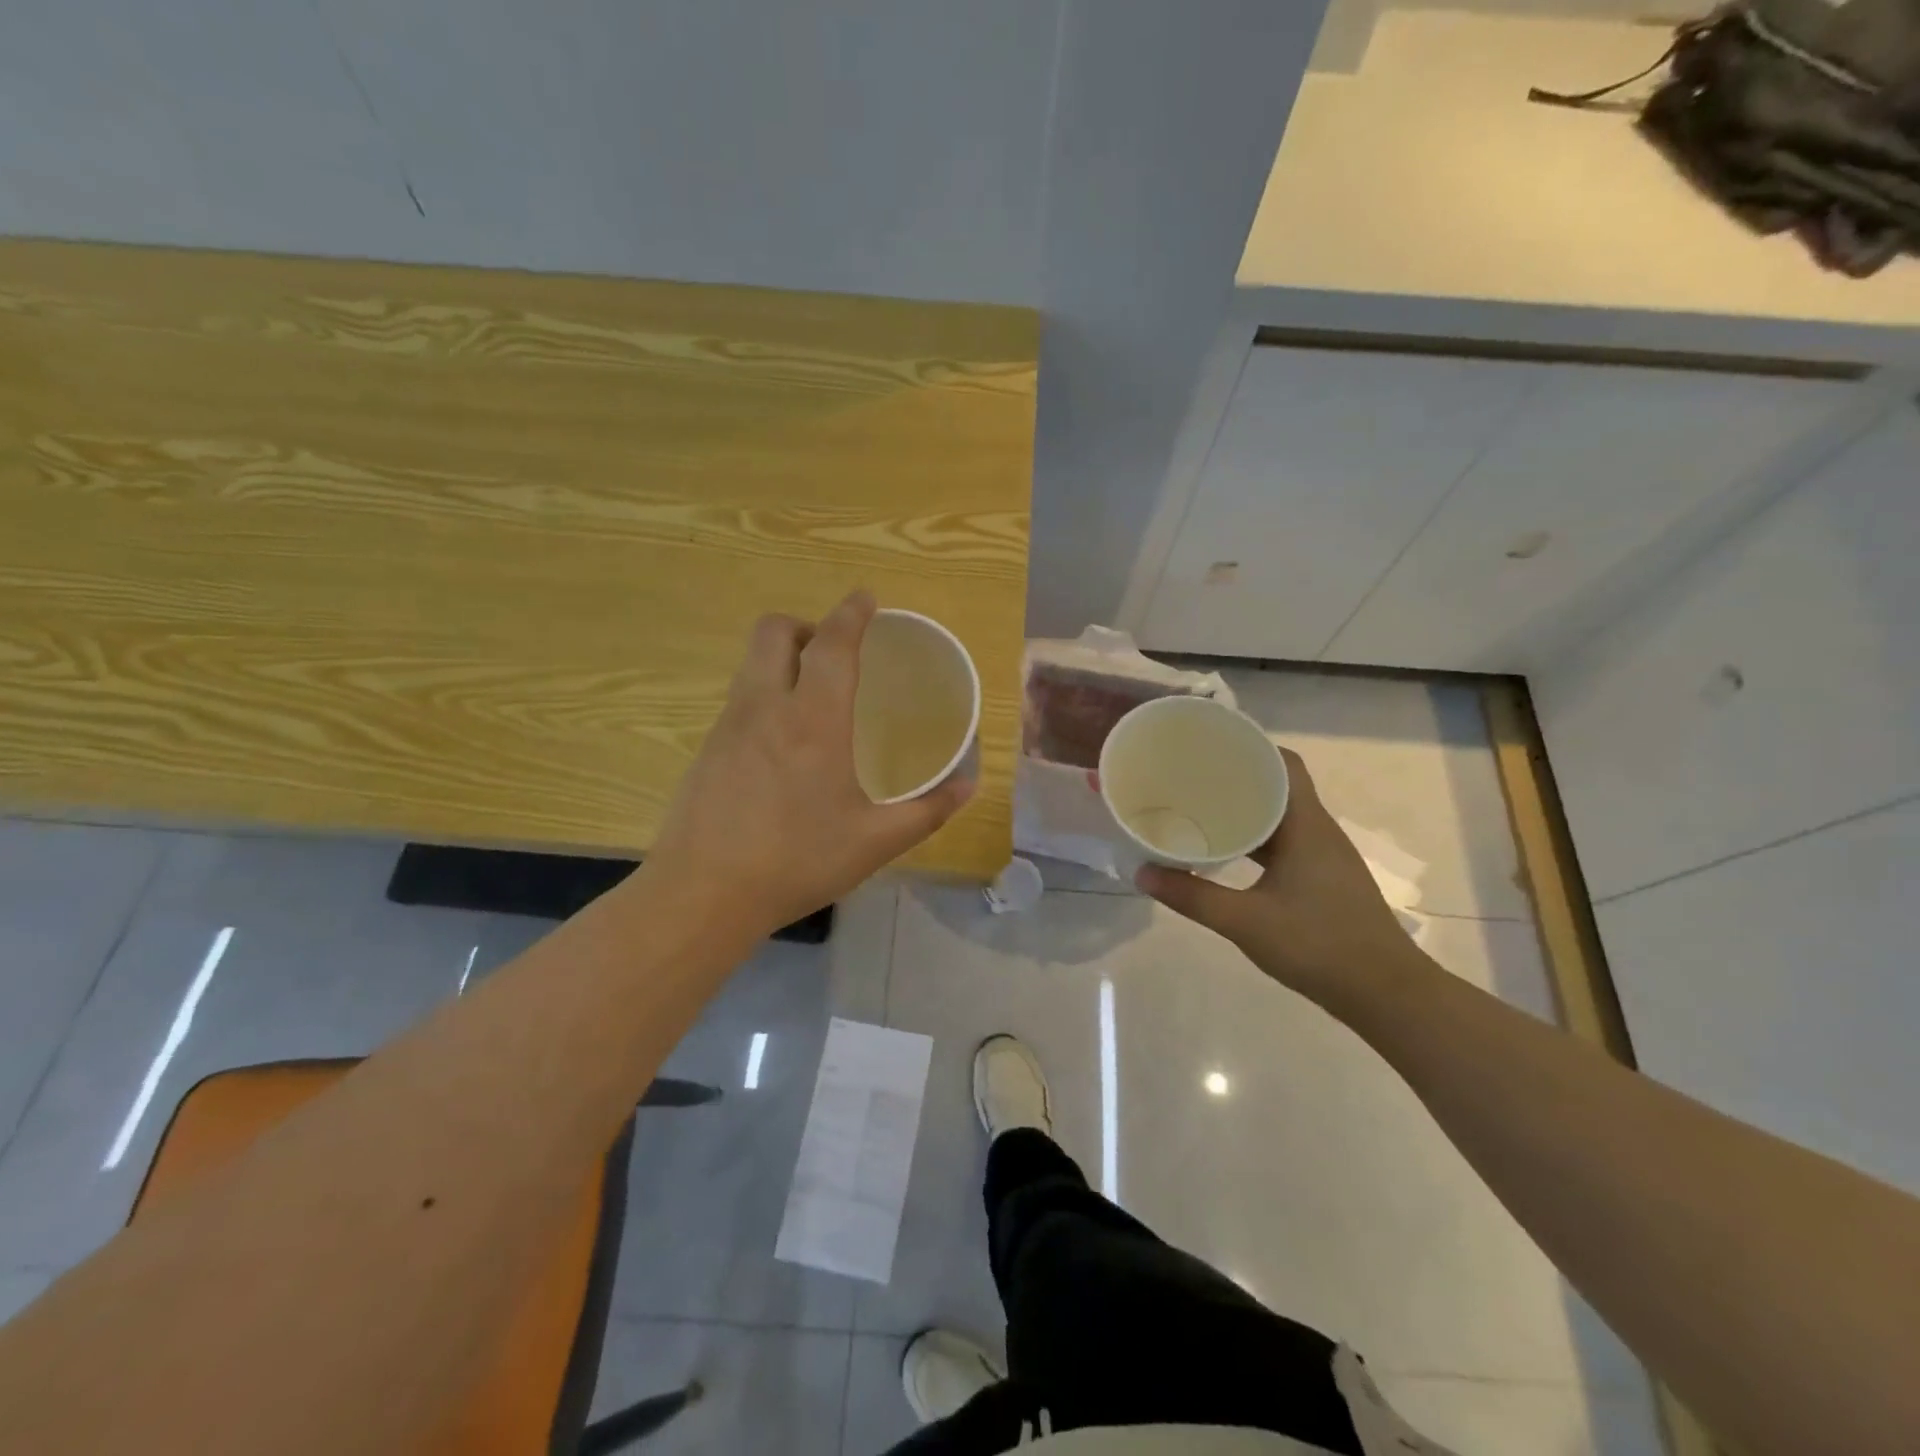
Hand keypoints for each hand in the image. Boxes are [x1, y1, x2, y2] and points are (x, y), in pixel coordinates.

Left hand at [649, 590, 972, 935]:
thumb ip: (928, 811)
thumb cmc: (796, 862)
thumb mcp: (875, 842)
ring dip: (782, 658)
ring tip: (811, 697)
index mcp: (813, 720)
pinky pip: (739, 697)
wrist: (702, 894)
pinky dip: (764, 694)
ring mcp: (728, 725)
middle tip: (834, 656)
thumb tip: (969, 785)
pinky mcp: (705, 748)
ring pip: (751, 662)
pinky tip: (781, 744)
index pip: (832, 643)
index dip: (851, 613)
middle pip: (774, 631)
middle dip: (807, 626)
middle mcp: (765, 707)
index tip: (866, 598)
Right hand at [1136, 748, 1416, 1005]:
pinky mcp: (1324, 879)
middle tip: (1192, 775)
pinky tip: (1228, 850)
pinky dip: (1257, 838)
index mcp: (1307, 825)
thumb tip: (1142, 873)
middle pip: (1280, 786)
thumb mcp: (1246, 921)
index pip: (1285, 764)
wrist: (1386, 993)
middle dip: (1239, 776)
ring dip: (1247, 809)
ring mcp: (1324, 856)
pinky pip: (1286, 842)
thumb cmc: (1319, 945)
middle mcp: (1319, 831)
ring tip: (1202, 806)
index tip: (1212, 744)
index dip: (1251, 746)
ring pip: (1282, 816)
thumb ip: (1192, 896)